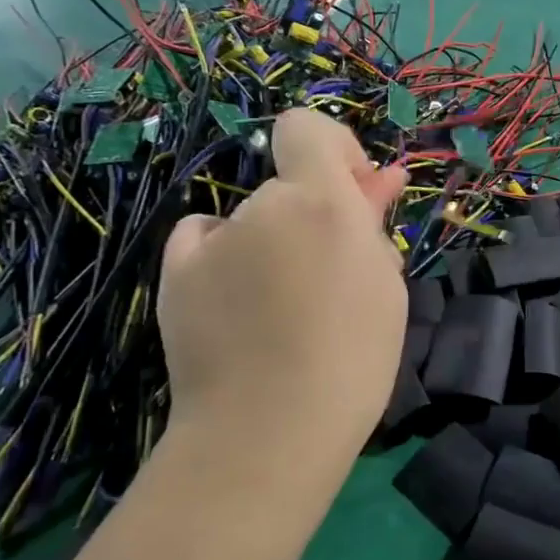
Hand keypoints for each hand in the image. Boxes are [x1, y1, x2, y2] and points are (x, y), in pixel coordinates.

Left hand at [158, 109, 407, 447]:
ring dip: (274, 246)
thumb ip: (373, 222)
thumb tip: (376, 179)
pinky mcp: (175, 273)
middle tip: (332, 276)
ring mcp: (213, 239)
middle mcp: (263, 206)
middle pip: (289, 189)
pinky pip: (206, 242)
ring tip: (285, 310)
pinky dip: (223, 258)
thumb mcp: (384, 284)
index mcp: (322, 203)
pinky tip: (236, 304)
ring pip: (253, 223)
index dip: (334, 150)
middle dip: (314, 217)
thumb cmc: (353, 358)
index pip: (308, 128)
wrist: (270, 430)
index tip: (353, 195)